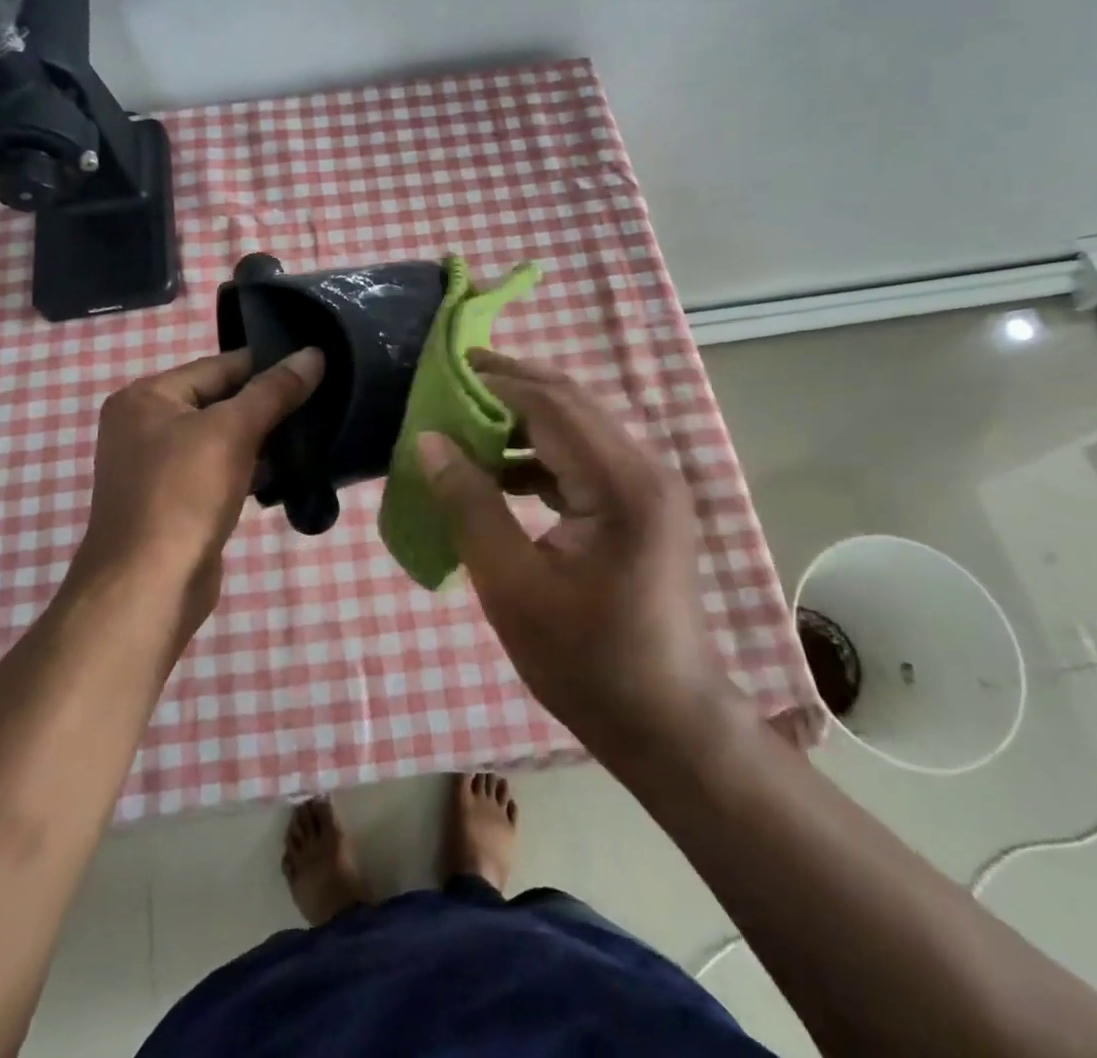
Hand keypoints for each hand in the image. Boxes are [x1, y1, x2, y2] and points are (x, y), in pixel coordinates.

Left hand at [76, 347, 322, 639]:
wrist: (149, 587)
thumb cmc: (183, 495)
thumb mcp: (232, 431)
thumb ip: (274, 391)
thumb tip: (314, 354)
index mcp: (147, 398)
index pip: (219, 365)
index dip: (268, 365)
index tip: (316, 365)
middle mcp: (146, 426)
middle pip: (221, 400)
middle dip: (269, 404)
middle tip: (323, 400)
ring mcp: (160, 467)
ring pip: (224, 438)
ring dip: (265, 439)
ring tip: (316, 432)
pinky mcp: (179, 501)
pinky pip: (222, 471)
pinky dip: (252, 469)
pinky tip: (291, 471)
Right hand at [417, 352, 743, 762]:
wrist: (667, 724)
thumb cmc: (586, 662)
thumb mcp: (512, 586)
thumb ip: (470, 505)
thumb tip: (429, 440)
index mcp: (622, 484)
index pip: (550, 405)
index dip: (494, 382)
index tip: (442, 372)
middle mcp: (645, 469)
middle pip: (570, 402)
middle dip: (510, 385)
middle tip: (451, 378)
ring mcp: (649, 486)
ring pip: (578, 427)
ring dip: (523, 419)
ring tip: (464, 421)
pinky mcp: (642, 506)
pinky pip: (585, 459)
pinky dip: (540, 455)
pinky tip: (500, 471)